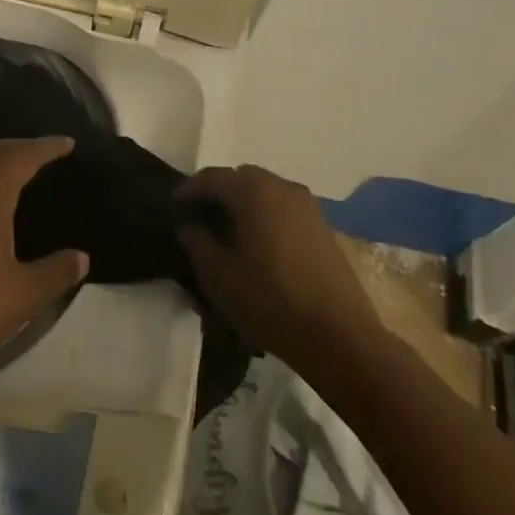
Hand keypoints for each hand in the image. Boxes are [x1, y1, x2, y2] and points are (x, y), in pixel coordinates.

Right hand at [175, 165, 383, 364]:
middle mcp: (282, 188)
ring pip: (266, 191)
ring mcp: (308, 206)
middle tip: (201, 216)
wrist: (340, 337)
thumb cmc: (270, 302)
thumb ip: (196, 242)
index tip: (174, 205)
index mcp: (254, 192)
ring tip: (228, 230)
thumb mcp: (218, 276)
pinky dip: (265, 214)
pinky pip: (284, 207)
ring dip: (244, 202)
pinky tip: (258, 243)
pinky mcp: (323, 226)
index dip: (189, 189)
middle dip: (218, 192)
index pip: (212, 177)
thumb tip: (189, 225)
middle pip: (241, 178)